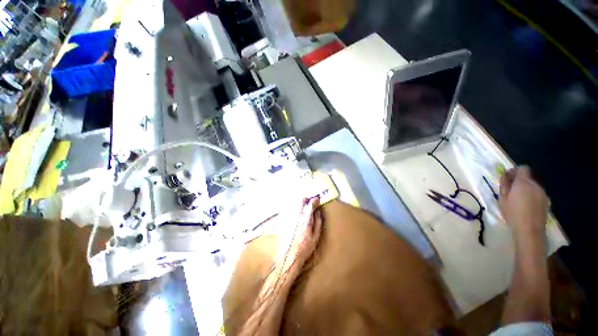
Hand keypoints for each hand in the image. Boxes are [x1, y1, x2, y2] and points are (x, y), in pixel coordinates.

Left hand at [276, 197, 322, 269]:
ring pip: (293, 203)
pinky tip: (294, 213)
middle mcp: (296, 216)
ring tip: (302, 207)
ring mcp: (288, 218)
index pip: (310, 205)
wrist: (288, 257)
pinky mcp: (282, 220)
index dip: (314, 200)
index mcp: (305, 220)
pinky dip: (292, 208)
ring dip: (299, 203)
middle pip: (300, 200)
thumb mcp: (315, 237)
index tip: (317, 199)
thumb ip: (318, 222)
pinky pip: (287, 209)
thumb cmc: (304, 248)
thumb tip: (318, 211)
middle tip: (308, 202)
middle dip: (305, 199)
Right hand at [499, 166, 548, 238]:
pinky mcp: (546, 201)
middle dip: (519, 181)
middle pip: (528, 177)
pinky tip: (526, 205)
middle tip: (510, 190)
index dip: (515, 171)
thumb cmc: (512, 213)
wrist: (530, 230)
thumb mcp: (502, 199)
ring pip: (533, 186)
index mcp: (523, 183)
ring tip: (518, 199)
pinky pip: (537, 193)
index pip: (522, 168)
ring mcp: (543, 193)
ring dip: (525, 188)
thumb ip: (505, 185)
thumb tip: (505, 176)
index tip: (507, 178)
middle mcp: (535, 185)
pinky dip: (531, 195)